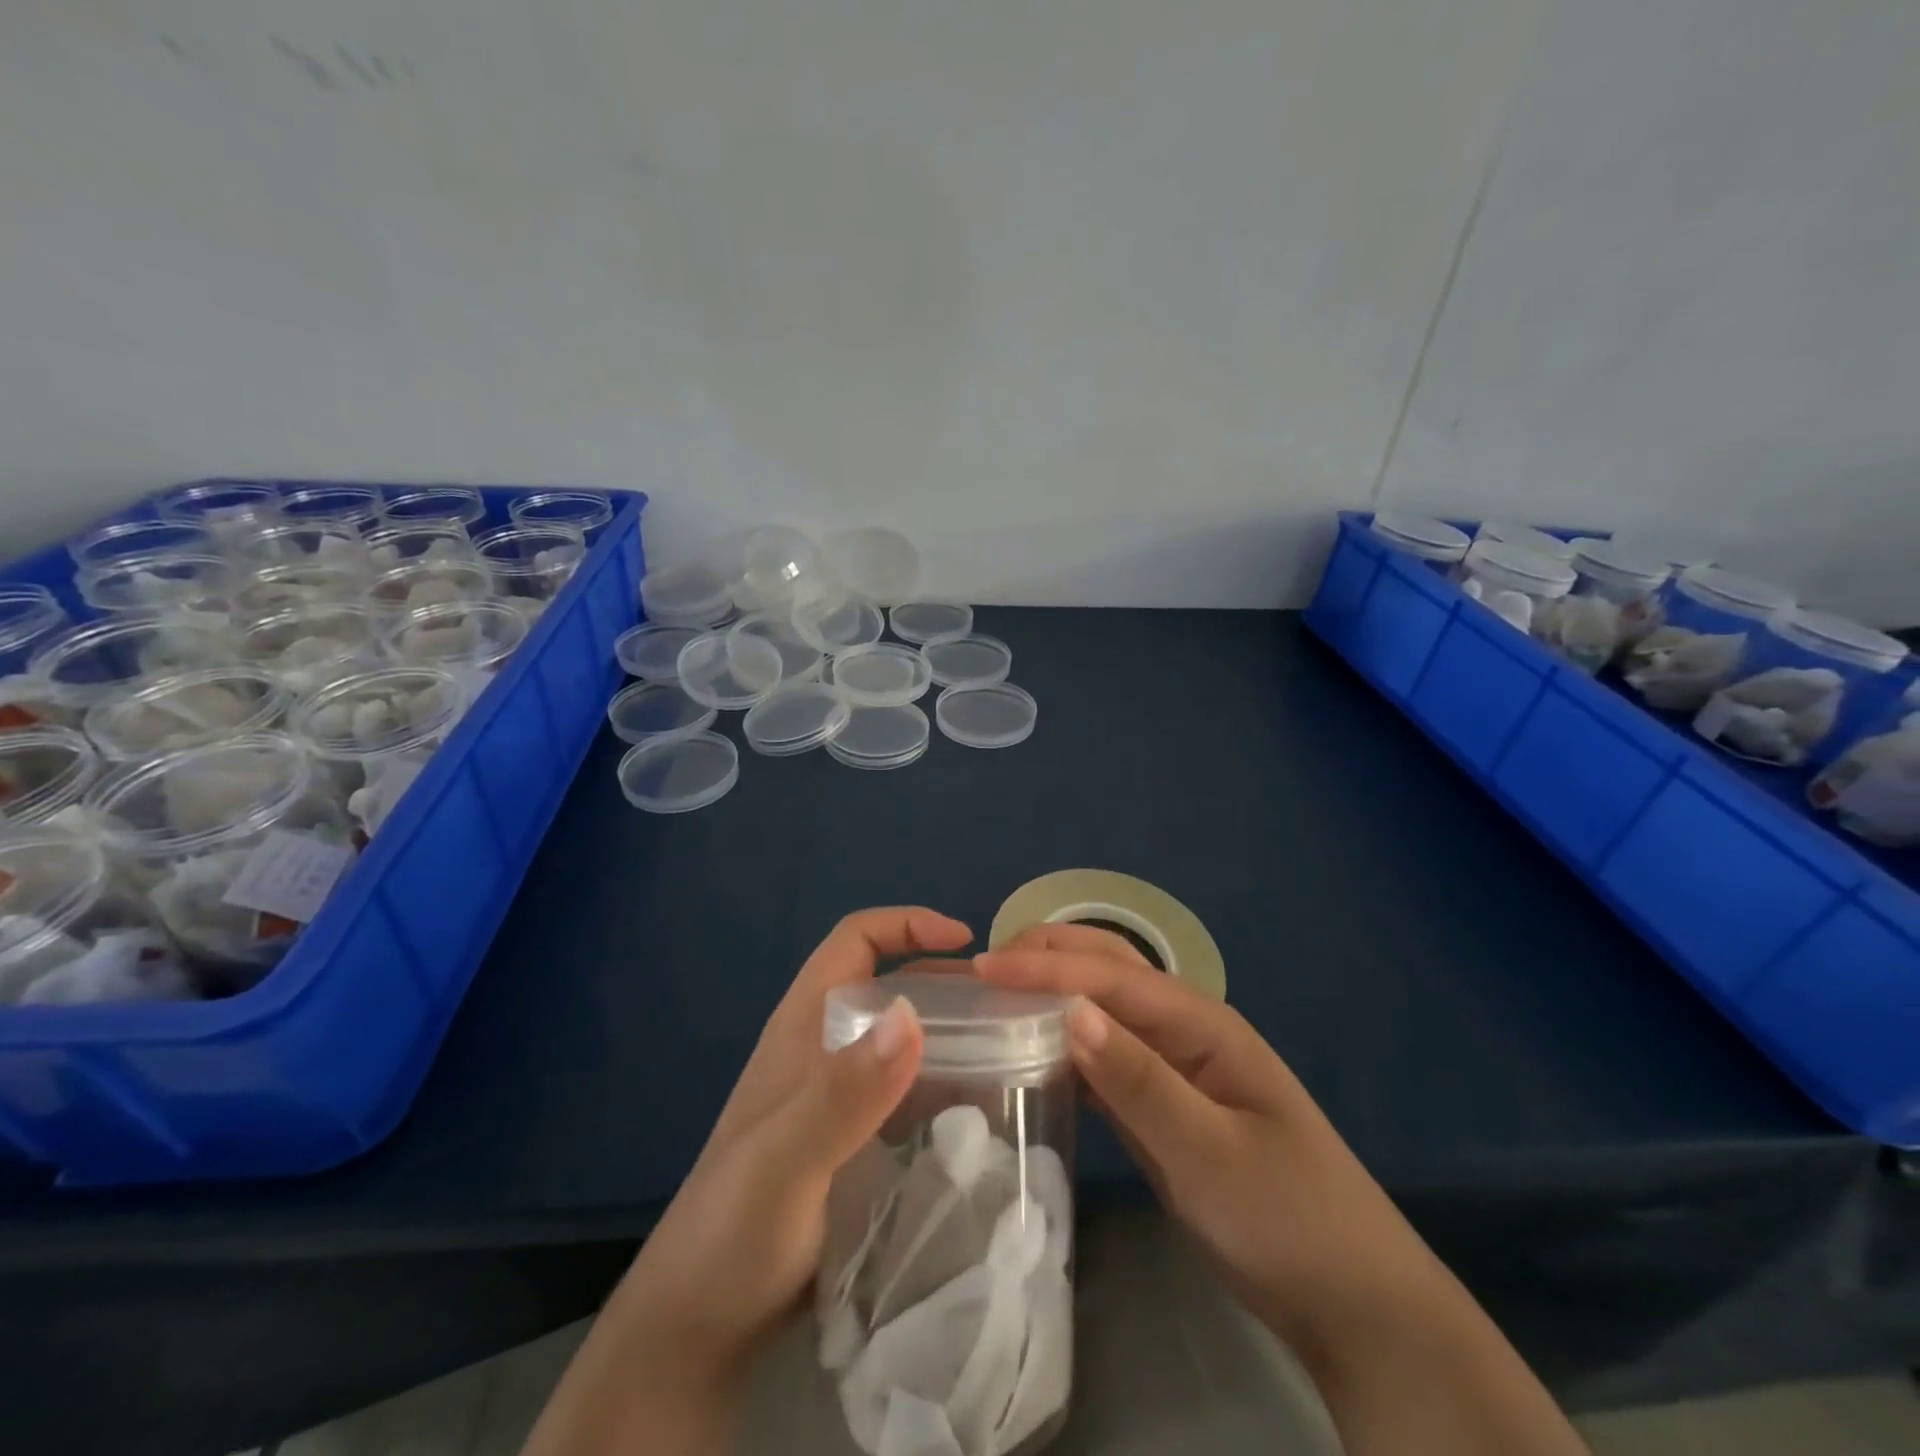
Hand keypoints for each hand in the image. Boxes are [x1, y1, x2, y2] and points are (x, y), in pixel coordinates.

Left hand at [622, 907, 972, 1375]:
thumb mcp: (786, 1159)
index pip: (855, 940)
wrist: (698, 1325)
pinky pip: (905, 1092)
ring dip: (950, 1035)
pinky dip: (942, 1086)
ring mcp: (835, 1097)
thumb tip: (912, 1014)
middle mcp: (822, 1049)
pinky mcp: (850, 1141)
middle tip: (1006, 1006)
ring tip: (1009, 1053)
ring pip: (900, 1040)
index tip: (966, 941)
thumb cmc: (733, 1231)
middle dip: (944, 982)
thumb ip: (843, 1091)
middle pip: (888, 985)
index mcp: (803, 1026)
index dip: (908, 924)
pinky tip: (978, 1113)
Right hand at [973, 925, 1586, 1455]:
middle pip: (1110, 972)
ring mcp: (1176, 1066)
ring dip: (1053, 990)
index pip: (1111, 977)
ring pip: (1105, 1009)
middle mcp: (1186, 1030)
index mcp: (1203, 1024)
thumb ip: (1139, 1081)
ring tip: (996, 991)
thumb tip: (1070, 1010)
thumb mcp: (1209, 1153)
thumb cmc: (1286, 1219)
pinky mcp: (1165, 1103)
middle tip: (983, 963)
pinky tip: (1034, 1047)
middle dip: (1049, 956)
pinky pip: (1107, 1055)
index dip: (1046, 967)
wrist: (1351, 1302)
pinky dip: (1067, 1040)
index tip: (984, 965)